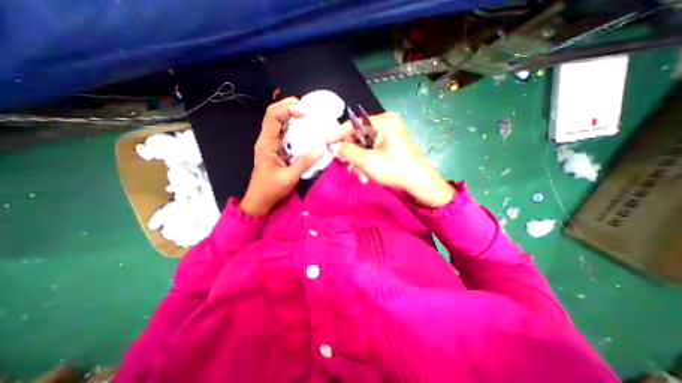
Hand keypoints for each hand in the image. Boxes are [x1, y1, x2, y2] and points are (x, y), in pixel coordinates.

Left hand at [238, 97, 322, 214]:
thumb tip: (322, 150)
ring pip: (278, 122)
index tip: (305, 113)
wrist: (260, 200)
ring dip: (291, 114)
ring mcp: (271, 144)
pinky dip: (293, 126)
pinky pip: (284, 133)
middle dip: (289, 106)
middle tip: (307, 107)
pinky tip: (304, 128)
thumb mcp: (288, 178)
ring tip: (307, 113)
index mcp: (266, 143)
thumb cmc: (270, 190)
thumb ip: (304, 163)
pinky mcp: (277, 149)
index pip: (272, 117)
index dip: (288, 110)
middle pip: (273, 114)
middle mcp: (267, 140)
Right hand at [329, 111, 450, 205]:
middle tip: (348, 168)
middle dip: (353, 156)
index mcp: (383, 121)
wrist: (420, 184)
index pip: (353, 125)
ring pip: (364, 147)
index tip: (325, 143)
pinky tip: (367, 175)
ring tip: (362, 177)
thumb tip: (333, 146)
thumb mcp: (368, 162)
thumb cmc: (395, 170)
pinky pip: (372, 151)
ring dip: (359, 163)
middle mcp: (386, 124)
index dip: (338, 135)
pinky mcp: (390, 144)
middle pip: (358, 137)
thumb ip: (348, 152)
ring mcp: (389, 134)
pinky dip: (367, 163)